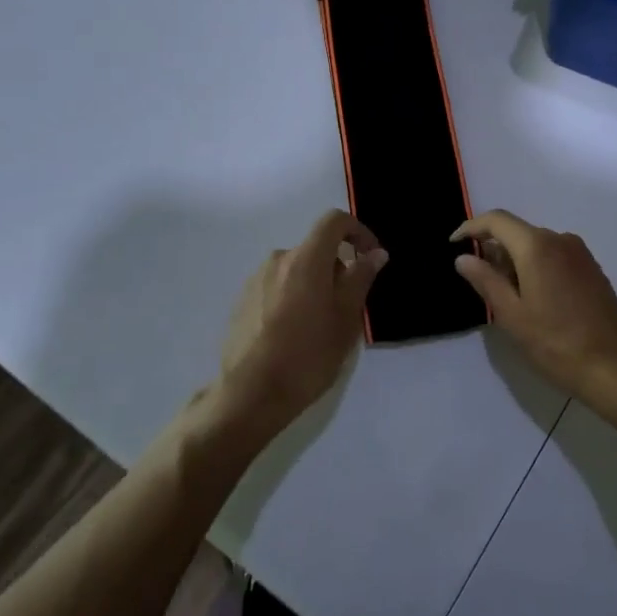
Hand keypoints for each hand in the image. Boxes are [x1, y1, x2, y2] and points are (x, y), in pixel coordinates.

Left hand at [213, 210, 387, 440]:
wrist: (251, 394)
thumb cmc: (308, 354)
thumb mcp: (346, 318)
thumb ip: (361, 278)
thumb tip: (374, 253)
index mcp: (306, 258)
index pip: (334, 221)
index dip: (358, 231)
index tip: (369, 256)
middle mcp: (278, 260)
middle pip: (315, 248)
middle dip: (337, 267)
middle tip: (348, 305)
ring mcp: (255, 280)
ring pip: (296, 269)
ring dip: (314, 283)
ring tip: (320, 324)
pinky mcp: (242, 301)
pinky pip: (276, 287)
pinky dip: (292, 297)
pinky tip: (294, 333)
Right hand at [452, 210, 616, 419]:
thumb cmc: (558, 344)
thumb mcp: (513, 316)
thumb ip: (486, 281)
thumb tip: (463, 257)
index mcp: (537, 246)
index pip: (496, 220)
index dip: (471, 228)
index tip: (453, 245)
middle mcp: (560, 239)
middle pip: (517, 232)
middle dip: (493, 249)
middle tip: (478, 283)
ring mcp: (580, 254)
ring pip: (536, 245)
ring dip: (514, 261)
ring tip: (504, 297)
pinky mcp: (592, 270)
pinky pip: (554, 257)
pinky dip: (535, 267)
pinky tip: (533, 299)